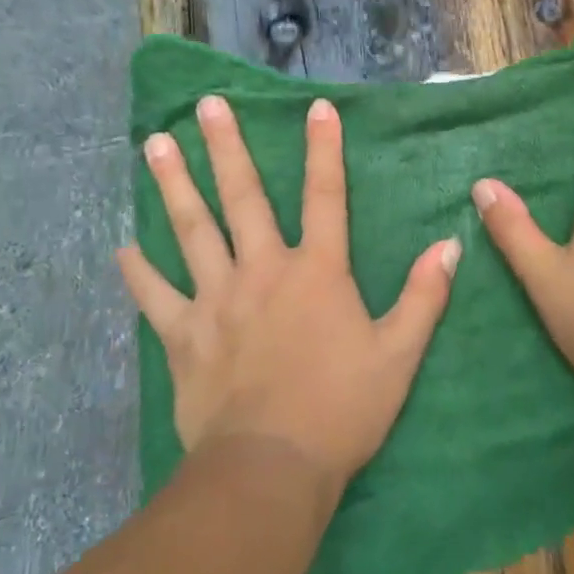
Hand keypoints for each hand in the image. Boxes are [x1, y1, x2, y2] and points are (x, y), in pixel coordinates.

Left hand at [119, 95, 460, 494]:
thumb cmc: (342, 408)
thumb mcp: (398, 354)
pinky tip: (123, 247)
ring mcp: (217, 300)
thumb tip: (450, 245)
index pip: (325, 195)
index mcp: (316, 271)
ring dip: (175, 185)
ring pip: (192, 230)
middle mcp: (263, 271)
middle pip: (242, 198)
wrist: (272, 468)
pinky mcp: (184, 335)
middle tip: (206, 105)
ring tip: (155, 144)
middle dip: (226, 147)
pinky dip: (139, 272)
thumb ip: (423, 296)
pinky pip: (155, 296)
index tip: (316, 107)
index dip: (323, 149)